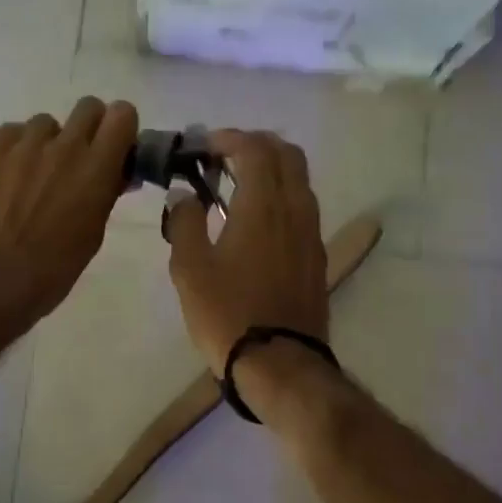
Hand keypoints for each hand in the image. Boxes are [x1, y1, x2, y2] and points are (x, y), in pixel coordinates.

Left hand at [0, 97, 138, 331]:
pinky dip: (16, 148)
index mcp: (97, 168)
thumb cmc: (54, 268)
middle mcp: (64, 146)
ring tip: (34, 174)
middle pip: (87, 107)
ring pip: (45, 123)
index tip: (115, 148)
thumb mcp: (93, 233)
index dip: (120, 128)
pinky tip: (8, 176)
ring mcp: (24, 145)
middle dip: (88, 127)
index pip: (122, 114)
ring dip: (47, 142)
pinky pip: (12, 132)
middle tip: (77, 158)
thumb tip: (114, 174)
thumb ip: (105, 194)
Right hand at [164, 129, 328, 375]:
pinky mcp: (316, 255)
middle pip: (287, 154)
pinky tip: (255, 220)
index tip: (203, 147)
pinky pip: (302, 206)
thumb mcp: (190, 268)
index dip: (228, 138)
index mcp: (263, 205)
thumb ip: (185, 222)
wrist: (279, 364)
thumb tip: (185, 195)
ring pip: (299, 180)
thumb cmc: (227, 313)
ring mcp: (311, 233)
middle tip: (222, 158)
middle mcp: (295, 209)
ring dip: (270, 169)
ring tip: (236, 187)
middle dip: (255, 145)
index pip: (255, 149)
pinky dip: (280, 195)